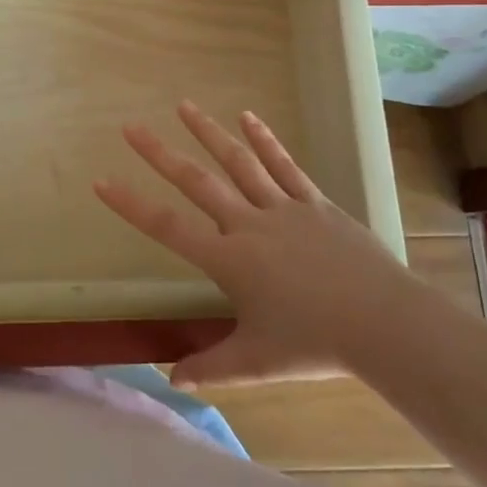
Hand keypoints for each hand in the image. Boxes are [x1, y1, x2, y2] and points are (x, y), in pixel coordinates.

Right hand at [95, 101, 415, 387]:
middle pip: (196, 182)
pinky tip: (247, 116)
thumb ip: (211, 368)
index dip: (131, 205)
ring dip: (208, 133)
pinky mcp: (314, 203)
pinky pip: (284, 166)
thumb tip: (174, 381)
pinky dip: (264, 139)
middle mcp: (248, 224)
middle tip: (130, 127)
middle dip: (159, 154)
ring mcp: (283, 209)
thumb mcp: (256, 361)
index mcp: (229, 260)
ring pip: (238, 163)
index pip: (168, 228)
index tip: (101, 181)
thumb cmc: (315, 344)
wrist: (385, 324)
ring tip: (184, 105)